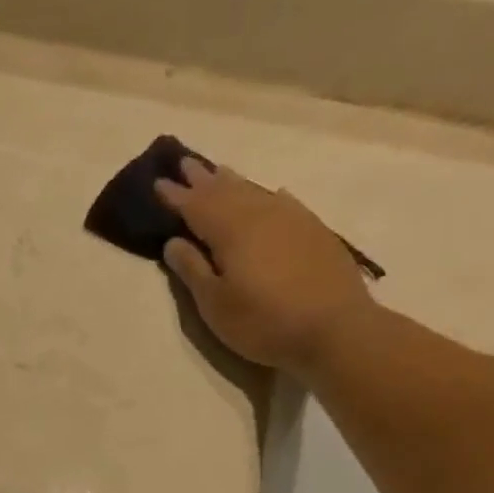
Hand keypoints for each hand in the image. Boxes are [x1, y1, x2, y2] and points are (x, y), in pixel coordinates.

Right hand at [158, 160, 375, 374]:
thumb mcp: (215, 304)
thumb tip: (174, 242)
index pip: (195, 206)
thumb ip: (192, 270)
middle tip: (184, 163)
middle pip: (225, 191)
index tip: (158, 182)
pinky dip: (269, 195)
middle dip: (202, 179)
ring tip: (218, 171)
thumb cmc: (263, 322)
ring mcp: (292, 220)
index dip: (175, 196)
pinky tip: (272, 194)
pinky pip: (284, 202)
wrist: (336, 329)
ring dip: (233, 182)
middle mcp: (261, 215)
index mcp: (230, 231)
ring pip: (255, 192)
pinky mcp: (315, 232)